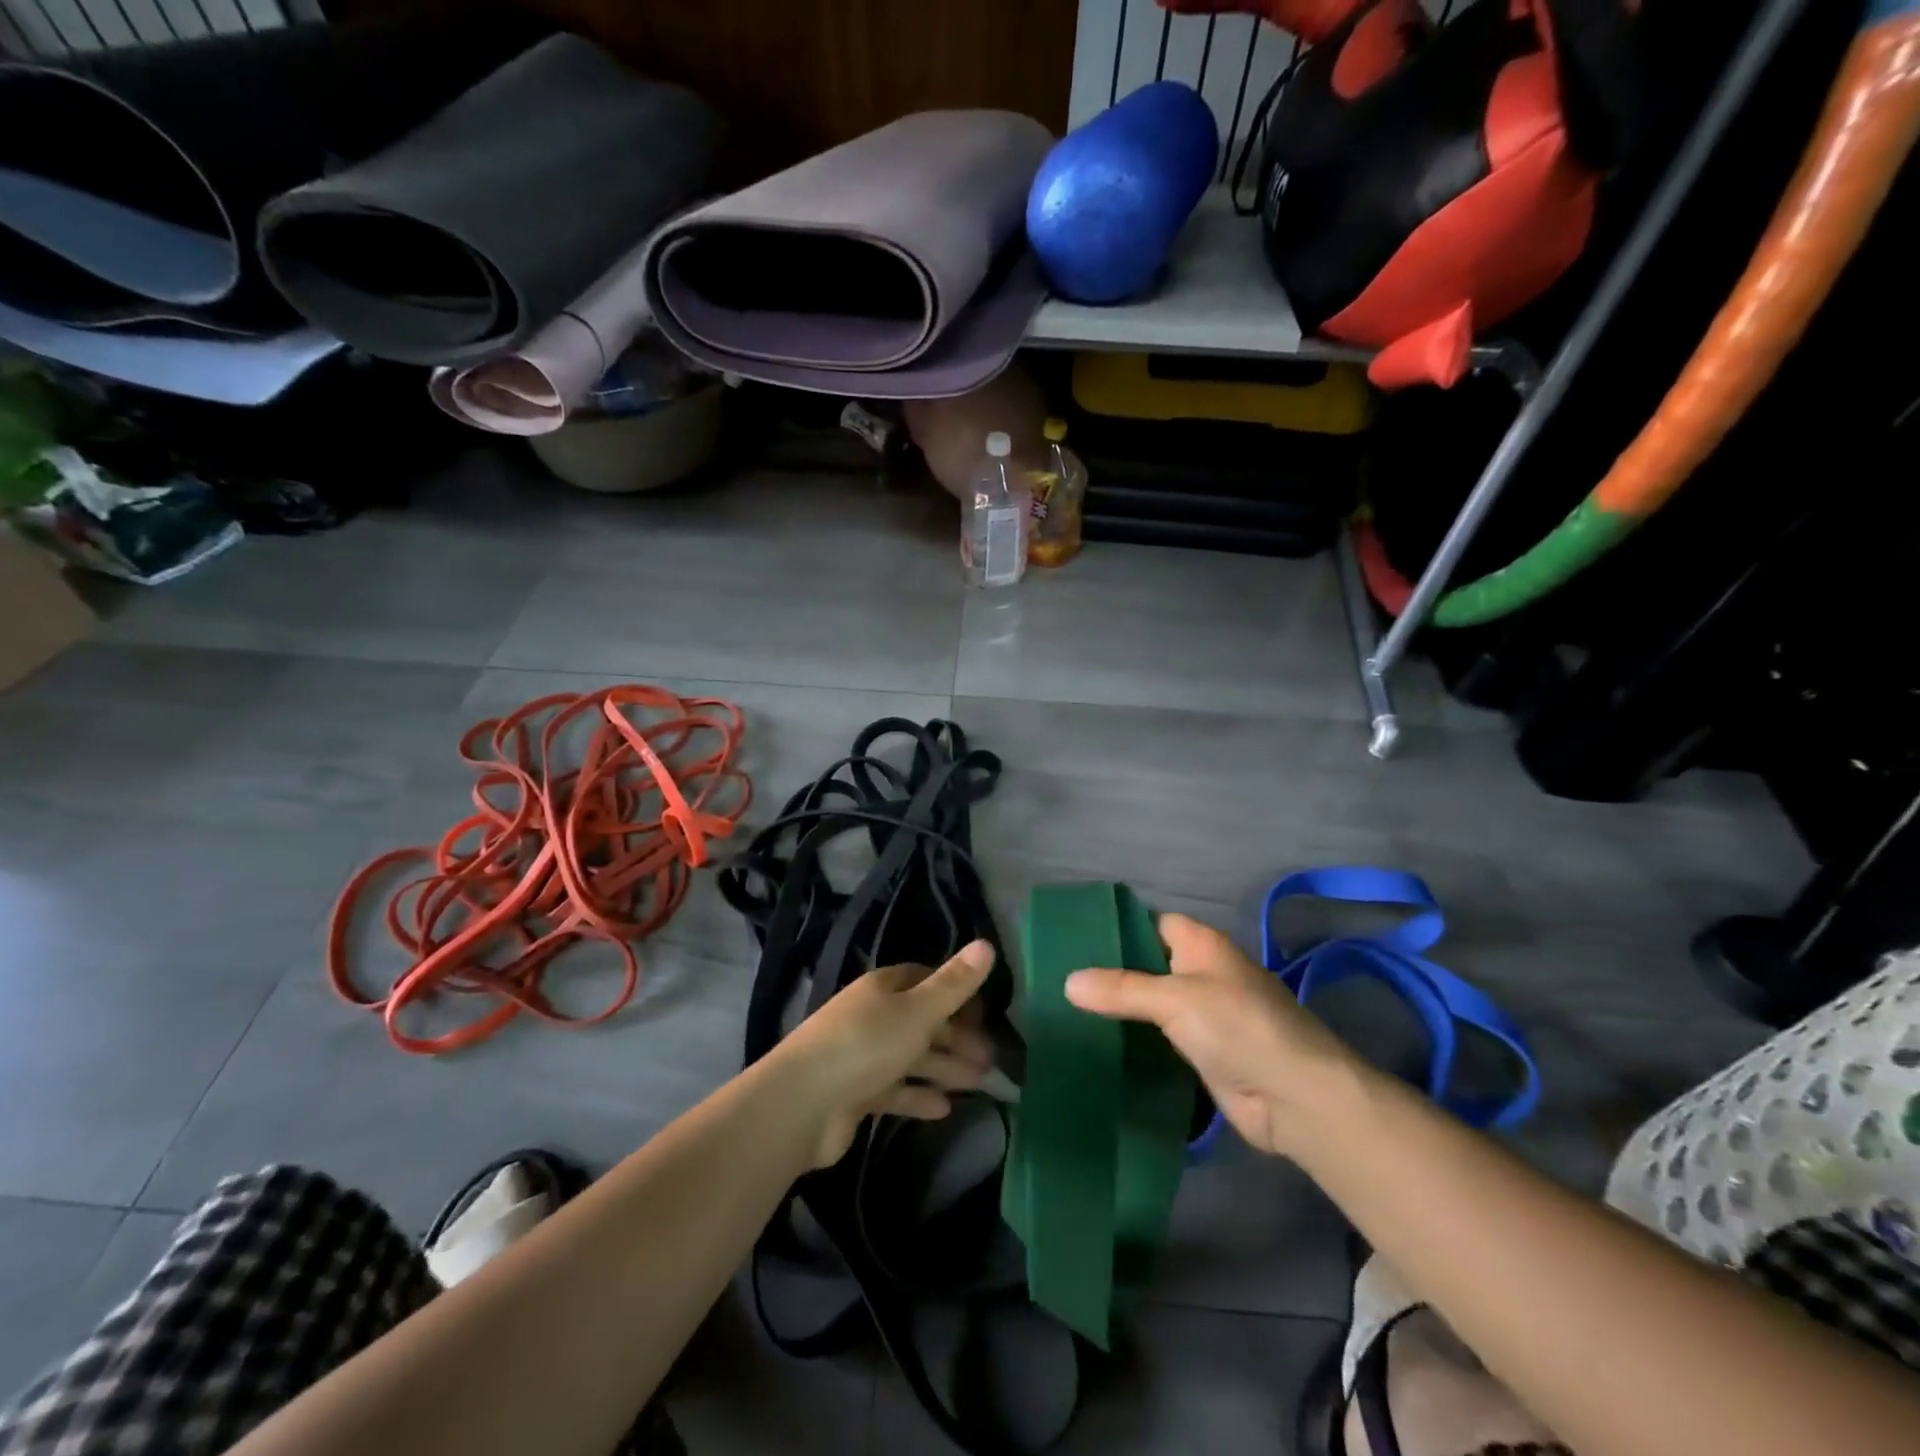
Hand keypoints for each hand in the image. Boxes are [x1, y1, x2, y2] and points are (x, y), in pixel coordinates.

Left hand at [771, 940, 997, 1168]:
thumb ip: (954, 984)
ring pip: (911, 1057)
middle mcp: (871, 1016)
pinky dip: (918, 1096)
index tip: (984, 1013)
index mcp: (882, 989)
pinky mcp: (854, 1094)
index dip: (954, 992)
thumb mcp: (918, 1011)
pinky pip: (894, 1090)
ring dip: (944, 1068)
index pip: (923, 979)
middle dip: (956, 1038)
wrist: (802, 1105)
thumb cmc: (865, 1045)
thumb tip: (988, 944)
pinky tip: (944, 1109)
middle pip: (921, 1021)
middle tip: (991, 1059)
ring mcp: (861, 1056)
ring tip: (979, 1083)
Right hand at [1065, 913, 1360, 1157]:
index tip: (1074, 941)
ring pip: (1154, 1004)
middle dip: (1112, 973)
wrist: (1296, 1098)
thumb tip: (1068, 981)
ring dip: (1122, 1011)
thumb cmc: (1238, 1027)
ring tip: (1069, 1012)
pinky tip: (1101, 1046)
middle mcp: (1204, 974)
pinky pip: (1162, 1039)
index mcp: (1203, 945)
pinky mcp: (1205, 1054)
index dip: (1119, 929)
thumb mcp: (1174, 1000)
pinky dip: (1137, 1041)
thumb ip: (1121, 989)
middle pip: (1150, 965)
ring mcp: (1206, 1016)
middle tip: (1061, 979)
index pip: (1152, 924)